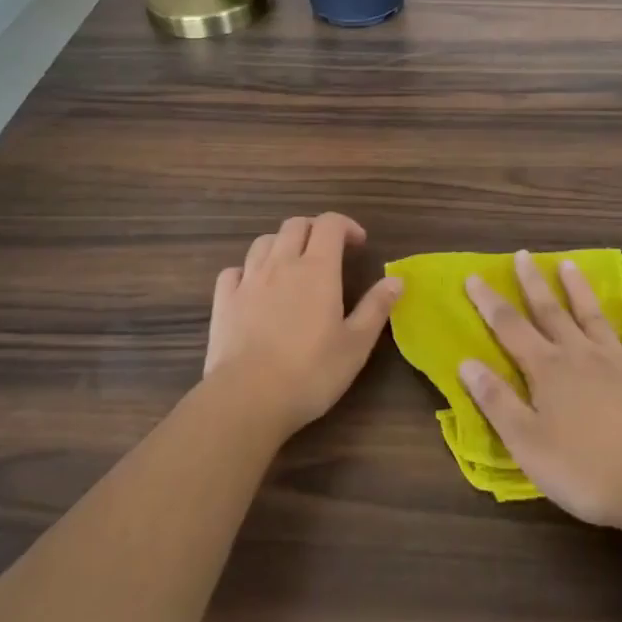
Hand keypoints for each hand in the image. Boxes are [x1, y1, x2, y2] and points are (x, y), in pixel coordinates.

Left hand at [205, 214, 401, 438]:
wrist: (247, 398)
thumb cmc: (311, 372)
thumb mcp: (356, 344)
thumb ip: (376, 307)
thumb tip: (397, 280)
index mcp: (317, 269)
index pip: (330, 224)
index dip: (346, 225)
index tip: (359, 244)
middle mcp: (281, 264)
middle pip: (295, 225)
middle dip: (314, 229)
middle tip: (328, 251)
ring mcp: (248, 280)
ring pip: (263, 242)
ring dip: (281, 244)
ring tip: (292, 266)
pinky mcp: (224, 301)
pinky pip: (234, 271)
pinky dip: (247, 271)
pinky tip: (254, 288)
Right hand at [460, 251, 621, 533]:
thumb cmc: (586, 470)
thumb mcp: (527, 443)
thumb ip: (496, 401)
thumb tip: (466, 362)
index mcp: (547, 370)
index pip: (509, 328)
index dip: (489, 302)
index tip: (473, 277)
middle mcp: (580, 354)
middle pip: (551, 312)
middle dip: (533, 283)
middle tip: (523, 255)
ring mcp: (619, 361)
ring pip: (593, 316)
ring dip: (578, 289)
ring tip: (568, 263)